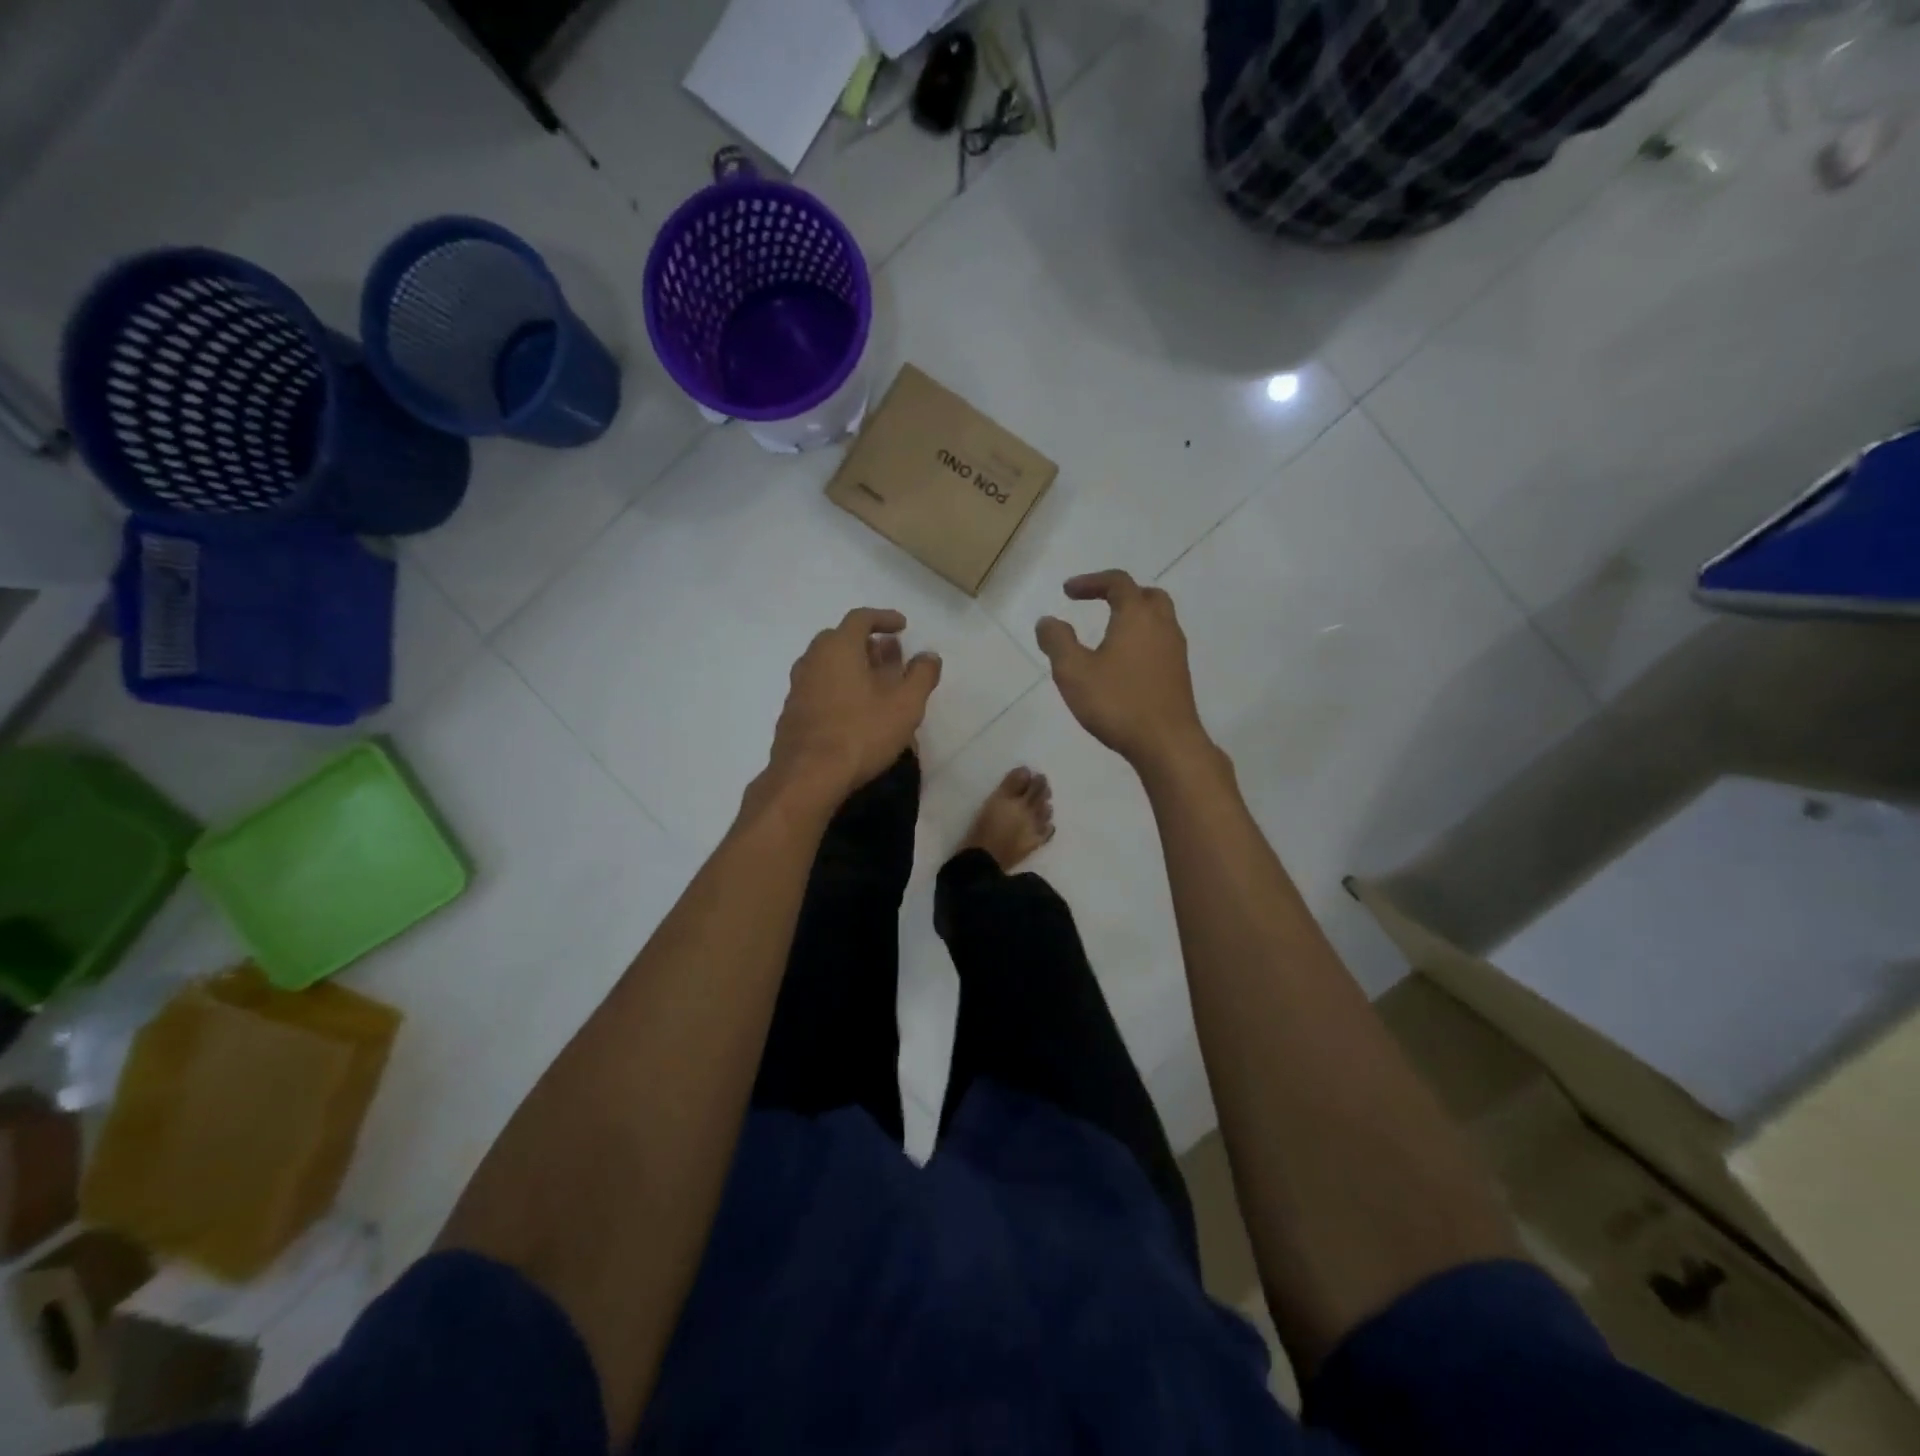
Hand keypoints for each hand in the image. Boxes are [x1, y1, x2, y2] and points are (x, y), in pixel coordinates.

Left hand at [764, 608, 940, 809]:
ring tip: (875, 683)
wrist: (807, 776)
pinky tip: (853, 710)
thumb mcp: (905, 705)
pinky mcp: (792, 712)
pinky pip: (819, 687)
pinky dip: (838, 687)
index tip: (902, 626)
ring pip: (828, 664)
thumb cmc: (861, 733)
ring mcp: (798, 686)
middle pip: (840, 639)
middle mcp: (812, 659)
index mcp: (838, 647)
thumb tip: (929, 656)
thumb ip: (921, 675)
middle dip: (868, 643)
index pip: (861, 618)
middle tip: (890, 656)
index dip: (884, 618)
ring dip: (852, 666)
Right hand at [1037, 571, 1209, 770]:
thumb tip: (1047, 621)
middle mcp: (1162, 626)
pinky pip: (1161, 643)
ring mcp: (1175, 651)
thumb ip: (1057, 641)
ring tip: (1109, 634)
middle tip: (1098, 603)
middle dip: (1120, 594)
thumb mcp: (1074, 672)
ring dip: (1134, 617)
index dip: (1091, 581)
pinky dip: (1142, 640)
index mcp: (1137, 616)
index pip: (1117, 582)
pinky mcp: (1179, 675)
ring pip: (1158, 620)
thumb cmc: (1118, 703)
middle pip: (1146, 595)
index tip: (1067, 592)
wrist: (1167, 743)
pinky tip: (1125, 663)